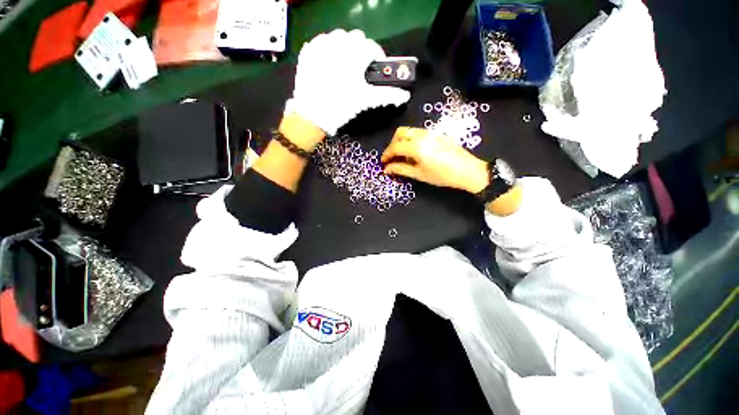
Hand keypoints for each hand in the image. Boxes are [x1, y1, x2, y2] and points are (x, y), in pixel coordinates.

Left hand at [285, 29, 410, 135]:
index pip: (373, 47)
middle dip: (361, 51)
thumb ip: (388, 95)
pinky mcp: (308, 51)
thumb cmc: (342, 106)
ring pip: (338, 37)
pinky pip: (321, 42)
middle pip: (356, 38)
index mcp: (355, 53)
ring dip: (345, 47)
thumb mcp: (366, 100)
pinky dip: (328, 49)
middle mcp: (339, 42)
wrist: (312, 115)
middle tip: (360, 70)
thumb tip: (405, 96)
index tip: (375, 69)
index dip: (377, 58)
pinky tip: (329, 64)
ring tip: (344, 66)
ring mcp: (320, 44)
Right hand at [381, 127, 488, 193]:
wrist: (468, 170)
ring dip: (401, 141)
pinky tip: (414, 153)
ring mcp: (430, 132)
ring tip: (403, 157)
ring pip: (409, 131)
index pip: (395, 147)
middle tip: (392, 157)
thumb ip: (401, 169)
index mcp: (416, 146)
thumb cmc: (442, 176)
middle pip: (400, 133)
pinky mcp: (436, 134)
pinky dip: (411, 140)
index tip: (383, 163)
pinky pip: (418, 133)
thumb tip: (387, 169)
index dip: (387, 155)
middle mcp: (422, 135)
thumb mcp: (419, 174)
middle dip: (392, 144)